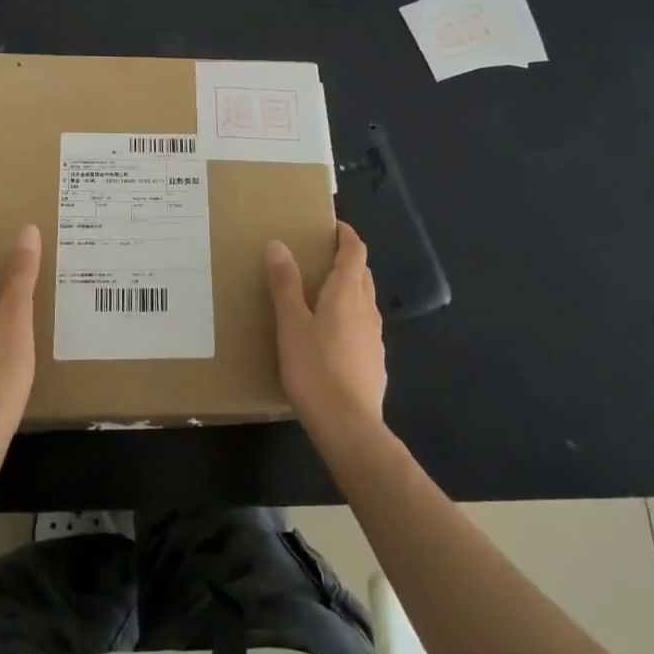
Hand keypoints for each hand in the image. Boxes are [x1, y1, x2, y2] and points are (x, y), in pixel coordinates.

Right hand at [265, 222, 386, 438]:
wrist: (349, 427)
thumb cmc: (315, 369)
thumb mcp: (291, 325)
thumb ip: (285, 284)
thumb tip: (279, 244)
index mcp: (347, 293)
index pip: (355, 251)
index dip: (346, 235)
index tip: (333, 225)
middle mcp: (367, 309)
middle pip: (362, 274)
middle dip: (346, 261)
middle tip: (318, 258)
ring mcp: (375, 338)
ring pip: (363, 302)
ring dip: (348, 290)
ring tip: (319, 296)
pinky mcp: (374, 363)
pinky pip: (362, 328)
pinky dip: (349, 319)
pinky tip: (329, 338)